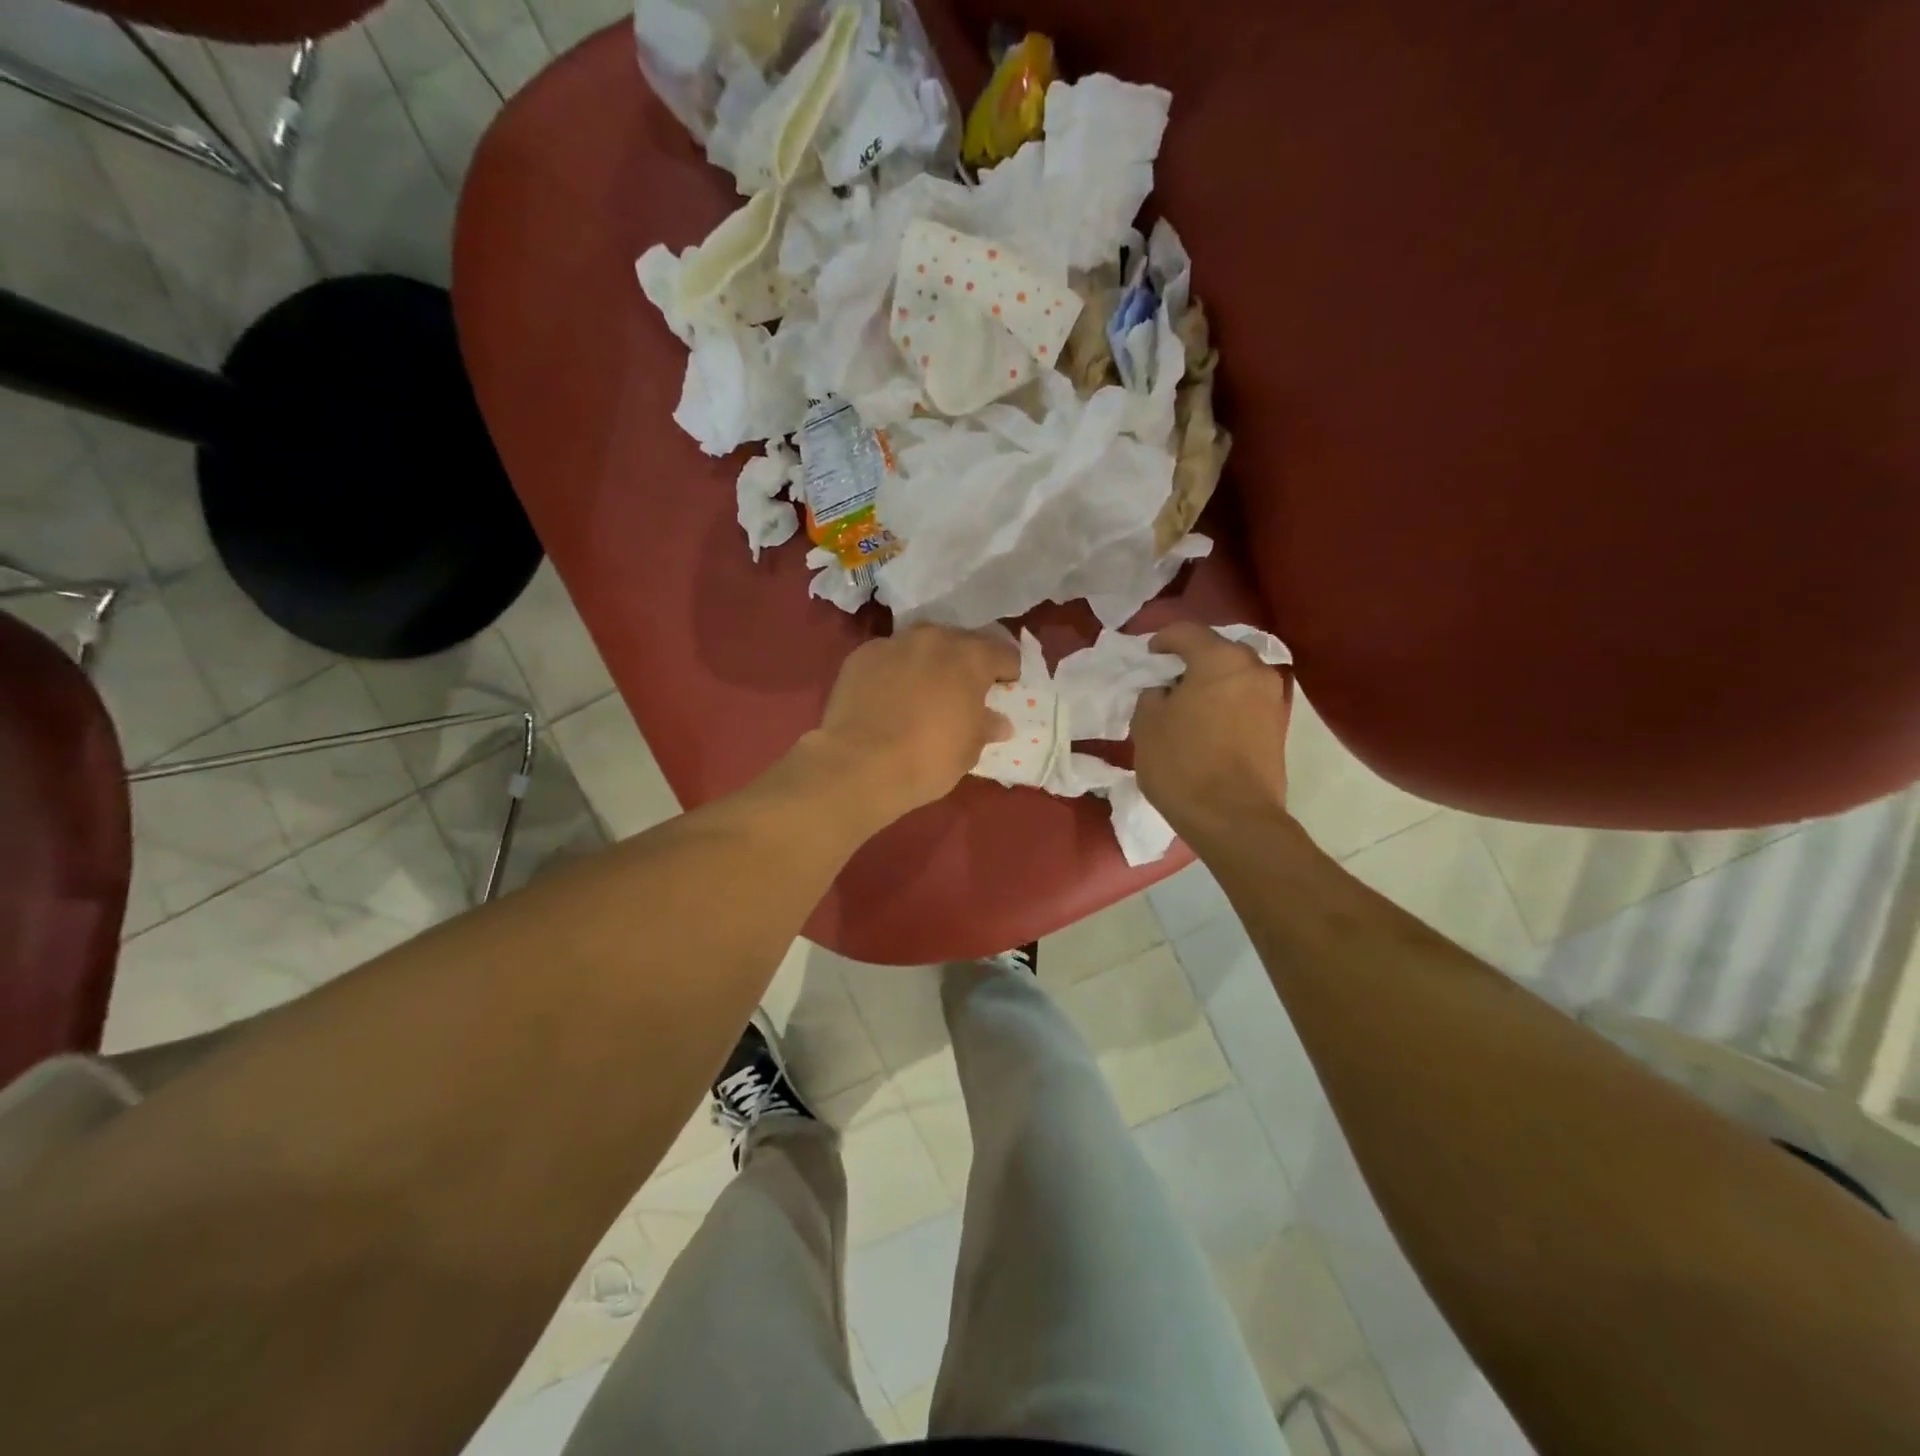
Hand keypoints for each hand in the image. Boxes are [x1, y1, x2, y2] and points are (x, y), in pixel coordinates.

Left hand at [807, 624, 1019, 820]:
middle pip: (960, 642)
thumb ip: (986, 727)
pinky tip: (888, 696)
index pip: (1004, 652)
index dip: (1008, 671)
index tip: (1004, 689)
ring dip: (929, 661)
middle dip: (966, 662)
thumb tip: (998, 722)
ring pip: (921, 644)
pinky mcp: (861, 656)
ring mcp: (894, 643)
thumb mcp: (969, 750)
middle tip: (962, 691)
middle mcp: (934, 639)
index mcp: (971, 657)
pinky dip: (894, 670)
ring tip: (924, 689)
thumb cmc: (928, 759)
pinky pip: (888, 657)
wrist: (859, 765)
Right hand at [1132, 622, 1292, 842]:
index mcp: (1219, 659)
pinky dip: (1227, 704)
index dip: (1162, 640)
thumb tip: (1166, 693)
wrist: (1234, 818)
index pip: (1187, 632)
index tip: (1149, 655)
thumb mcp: (1147, 726)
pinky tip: (1208, 724)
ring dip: (1212, 683)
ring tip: (1189, 704)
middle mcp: (1254, 669)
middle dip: (1192, 660)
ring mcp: (1273, 698)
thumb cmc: (1183, 764)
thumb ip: (1153, 697)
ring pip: (1236, 676)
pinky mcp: (1279, 727)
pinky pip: (1246, 701)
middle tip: (1169, 679)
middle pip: (1218, 651)